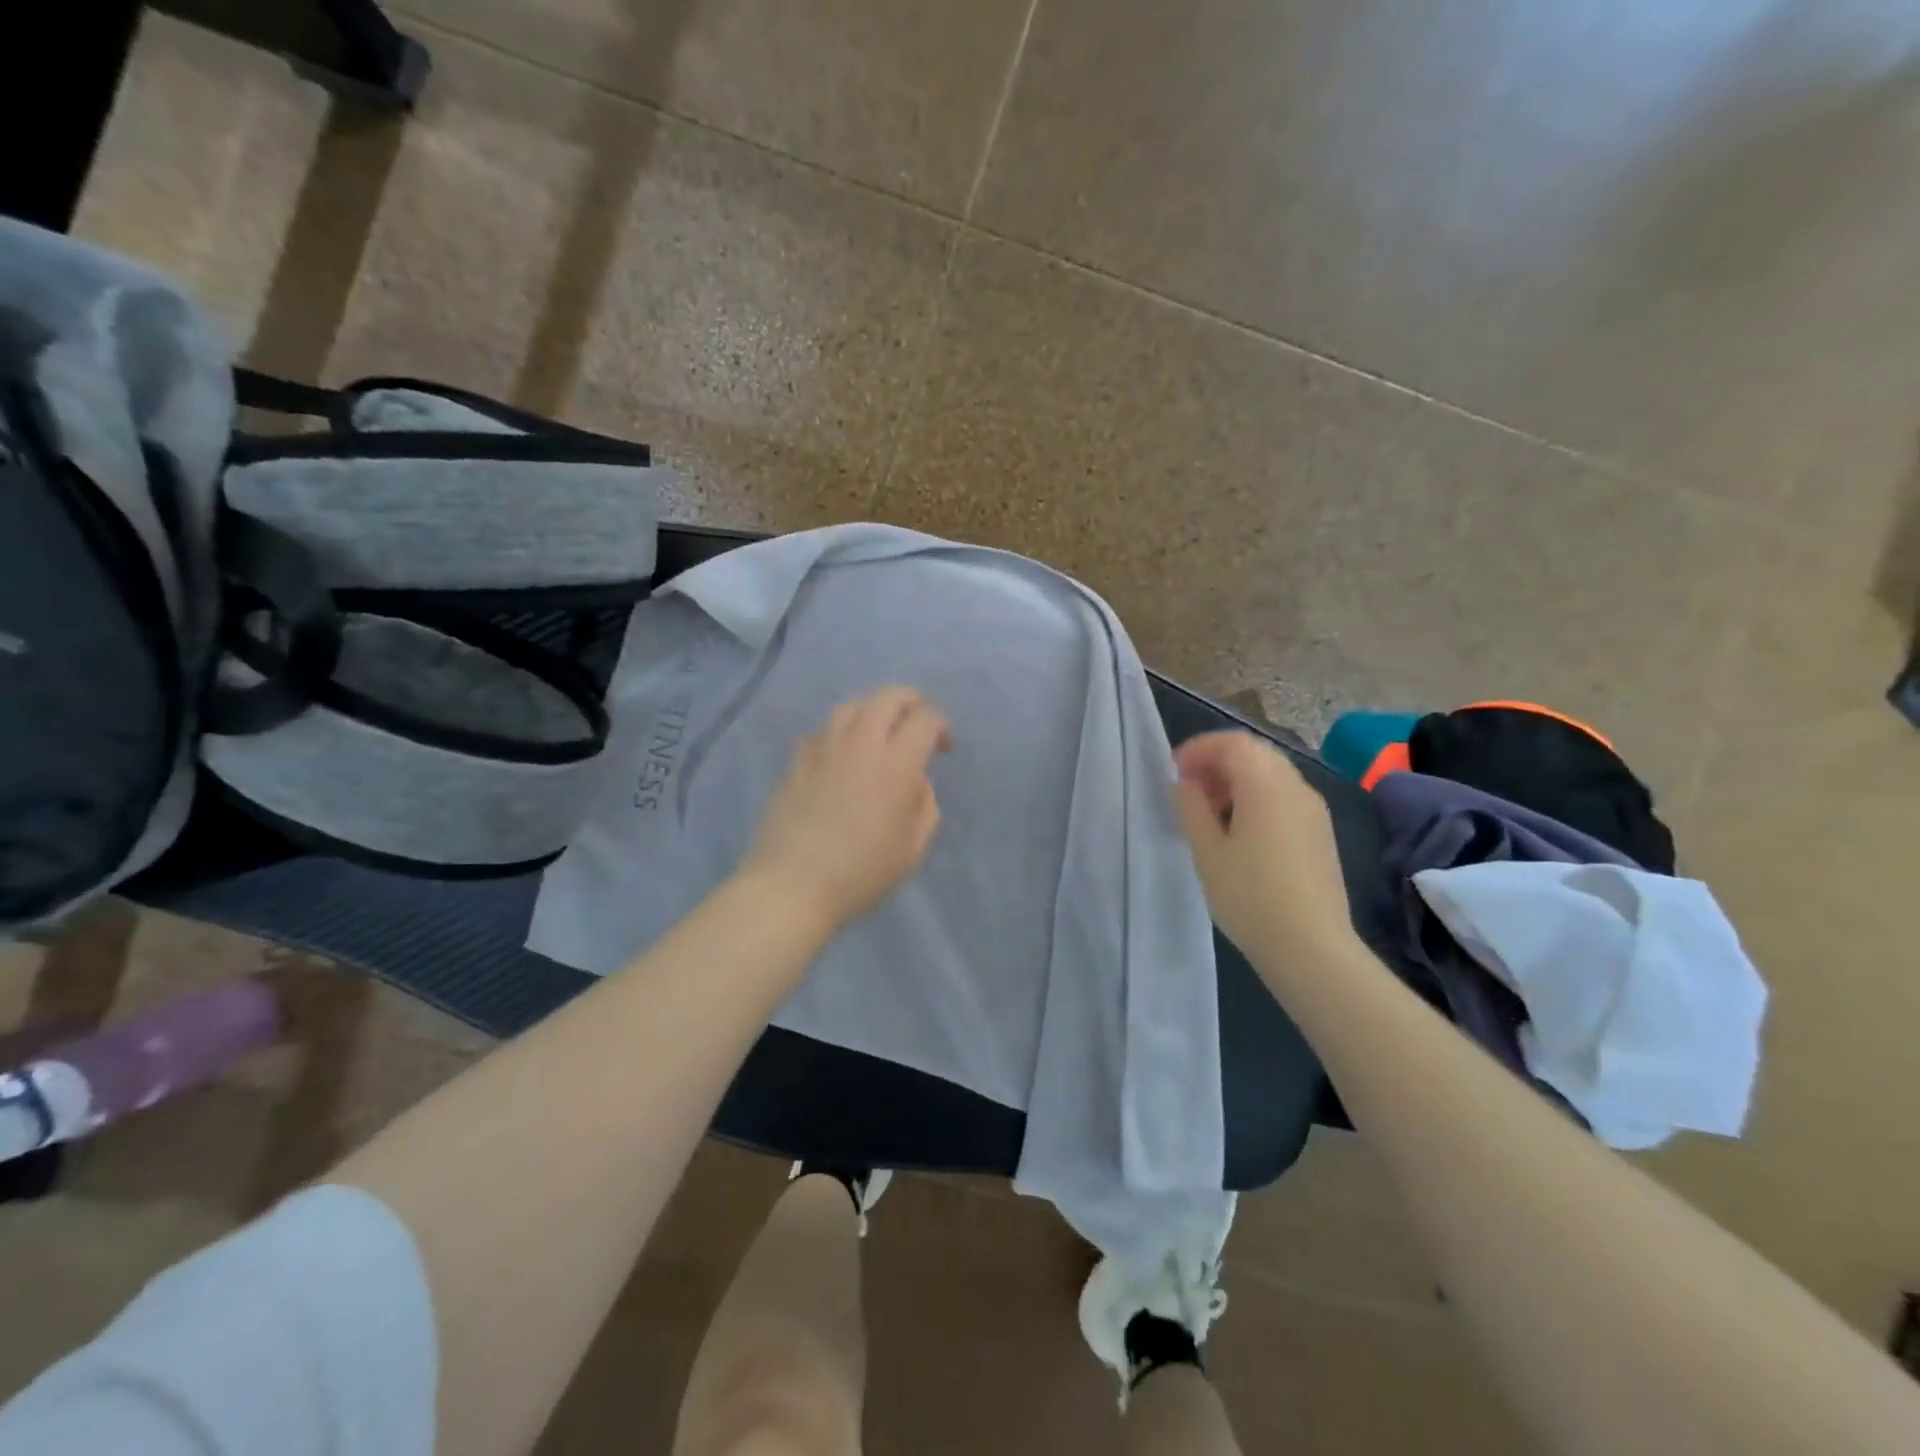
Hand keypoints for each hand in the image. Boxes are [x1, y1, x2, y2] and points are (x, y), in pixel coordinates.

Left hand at [739, 686, 950, 933]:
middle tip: (917, 724)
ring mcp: (822, 749)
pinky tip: (840, 756)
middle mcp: (859, 744)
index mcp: (895, 764)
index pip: (925, 719)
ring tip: (878, 734)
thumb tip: (915, 781)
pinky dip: (839, 734)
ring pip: (851, 706)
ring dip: (873, 711)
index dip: (941, 726)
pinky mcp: (795, 762)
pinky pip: (821, 732)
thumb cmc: (861, 874)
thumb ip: (924, 806)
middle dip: (911, 701)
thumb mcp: (913, 850)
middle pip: (888, 697)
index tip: (944, 748)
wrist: (792, 887)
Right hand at [1172, 731, 1357, 961]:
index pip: (1232, 742)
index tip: (1175, 773)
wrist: (1312, 947)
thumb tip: (1187, 784)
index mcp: (1266, 784)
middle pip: (1254, 753)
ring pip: (1271, 774)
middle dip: (1217, 762)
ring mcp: (1314, 810)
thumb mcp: (1207, 851)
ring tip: (1210, 814)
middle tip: (1189, 790)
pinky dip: (1256, 798)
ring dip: (1236, 781)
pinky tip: (1239, 834)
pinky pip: (1284, 797)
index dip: (1199, 749)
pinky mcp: (1321, 832)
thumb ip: (1191, 807)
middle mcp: (1295, 787)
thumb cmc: (1250, 896)